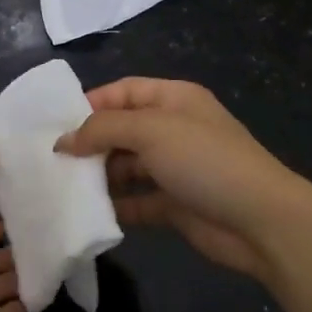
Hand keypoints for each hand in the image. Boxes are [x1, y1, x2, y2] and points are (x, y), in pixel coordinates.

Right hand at [57, 78, 311, 282]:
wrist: (259, 220)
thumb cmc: (204, 159)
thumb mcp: (151, 130)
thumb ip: (103, 129)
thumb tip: (64, 140)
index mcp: (173, 99)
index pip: (124, 91)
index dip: (91, 103)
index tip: (55, 124)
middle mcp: (173, 129)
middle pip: (122, 129)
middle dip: (90, 142)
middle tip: (52, 160)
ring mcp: (175, 168)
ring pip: (126, 166)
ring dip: (99, 176)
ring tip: (62, 186)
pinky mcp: (175, 204)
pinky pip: (137, 200)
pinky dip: (115, 206)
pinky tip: (88, 213)